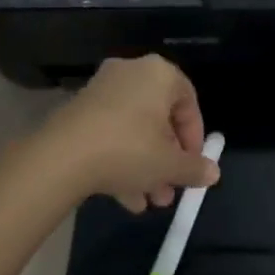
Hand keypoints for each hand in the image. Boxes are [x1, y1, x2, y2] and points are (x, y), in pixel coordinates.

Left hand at [25, 55, 219, 211]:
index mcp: (159, 74)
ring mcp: (102, 90)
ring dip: (146, 165)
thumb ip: (194, 168)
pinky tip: (127, 198)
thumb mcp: (168, 164)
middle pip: (160, 118)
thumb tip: (213, 173)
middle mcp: (132, 73)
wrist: (61, 157)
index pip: (189, 101)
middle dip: (168, 158)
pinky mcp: (80, 110)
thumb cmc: (128, 149)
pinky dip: (122, 159)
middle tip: (171, 189)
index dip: (194, 138)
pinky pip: (111, 132)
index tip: (193, 166)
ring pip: (134, 129)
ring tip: (151, 201)